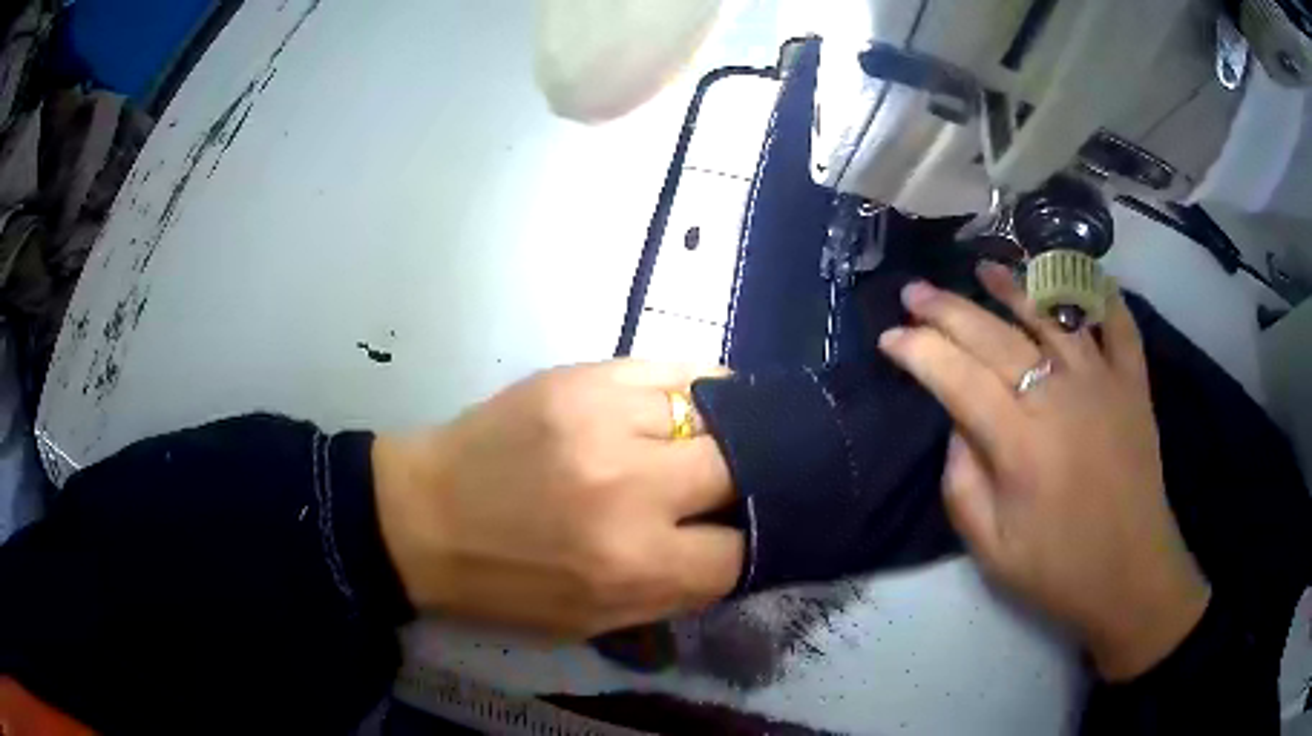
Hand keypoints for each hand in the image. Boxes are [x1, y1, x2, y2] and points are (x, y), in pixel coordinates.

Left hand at [371, 360, 742, 639]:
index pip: (739, 552)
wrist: (421, 518)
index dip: (745, 547)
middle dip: (745, 485)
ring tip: (711, 442)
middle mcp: (631, 489)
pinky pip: (672, 369)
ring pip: (716, 411)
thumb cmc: (503, 584)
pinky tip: (688, 405)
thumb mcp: (593, 621)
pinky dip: (694, 389)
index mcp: (632, 566)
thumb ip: (673, 591)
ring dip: (723, 434)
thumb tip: (734, 549)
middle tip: (729, 488)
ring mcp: (605, 420)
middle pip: (742, 470)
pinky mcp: (582, 376)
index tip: (734, 539)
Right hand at [877, 263, 1210, 680]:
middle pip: (994, 337)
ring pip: (1051, 317)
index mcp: (1020, 444)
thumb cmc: (1058, 570)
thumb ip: (961, 483)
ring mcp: (1103, 382)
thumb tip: (958, 425)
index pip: (956, 377)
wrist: (1131, 576)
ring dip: (1013, 288)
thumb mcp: (990, 548)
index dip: (917, 351)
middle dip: (946, 310)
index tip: (889, 337)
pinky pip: (1118, 325)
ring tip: (981, 269)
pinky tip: (1078, 278)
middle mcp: (1059, 397)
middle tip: (915, 292)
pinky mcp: (1134, 385)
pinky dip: (1099, 296)